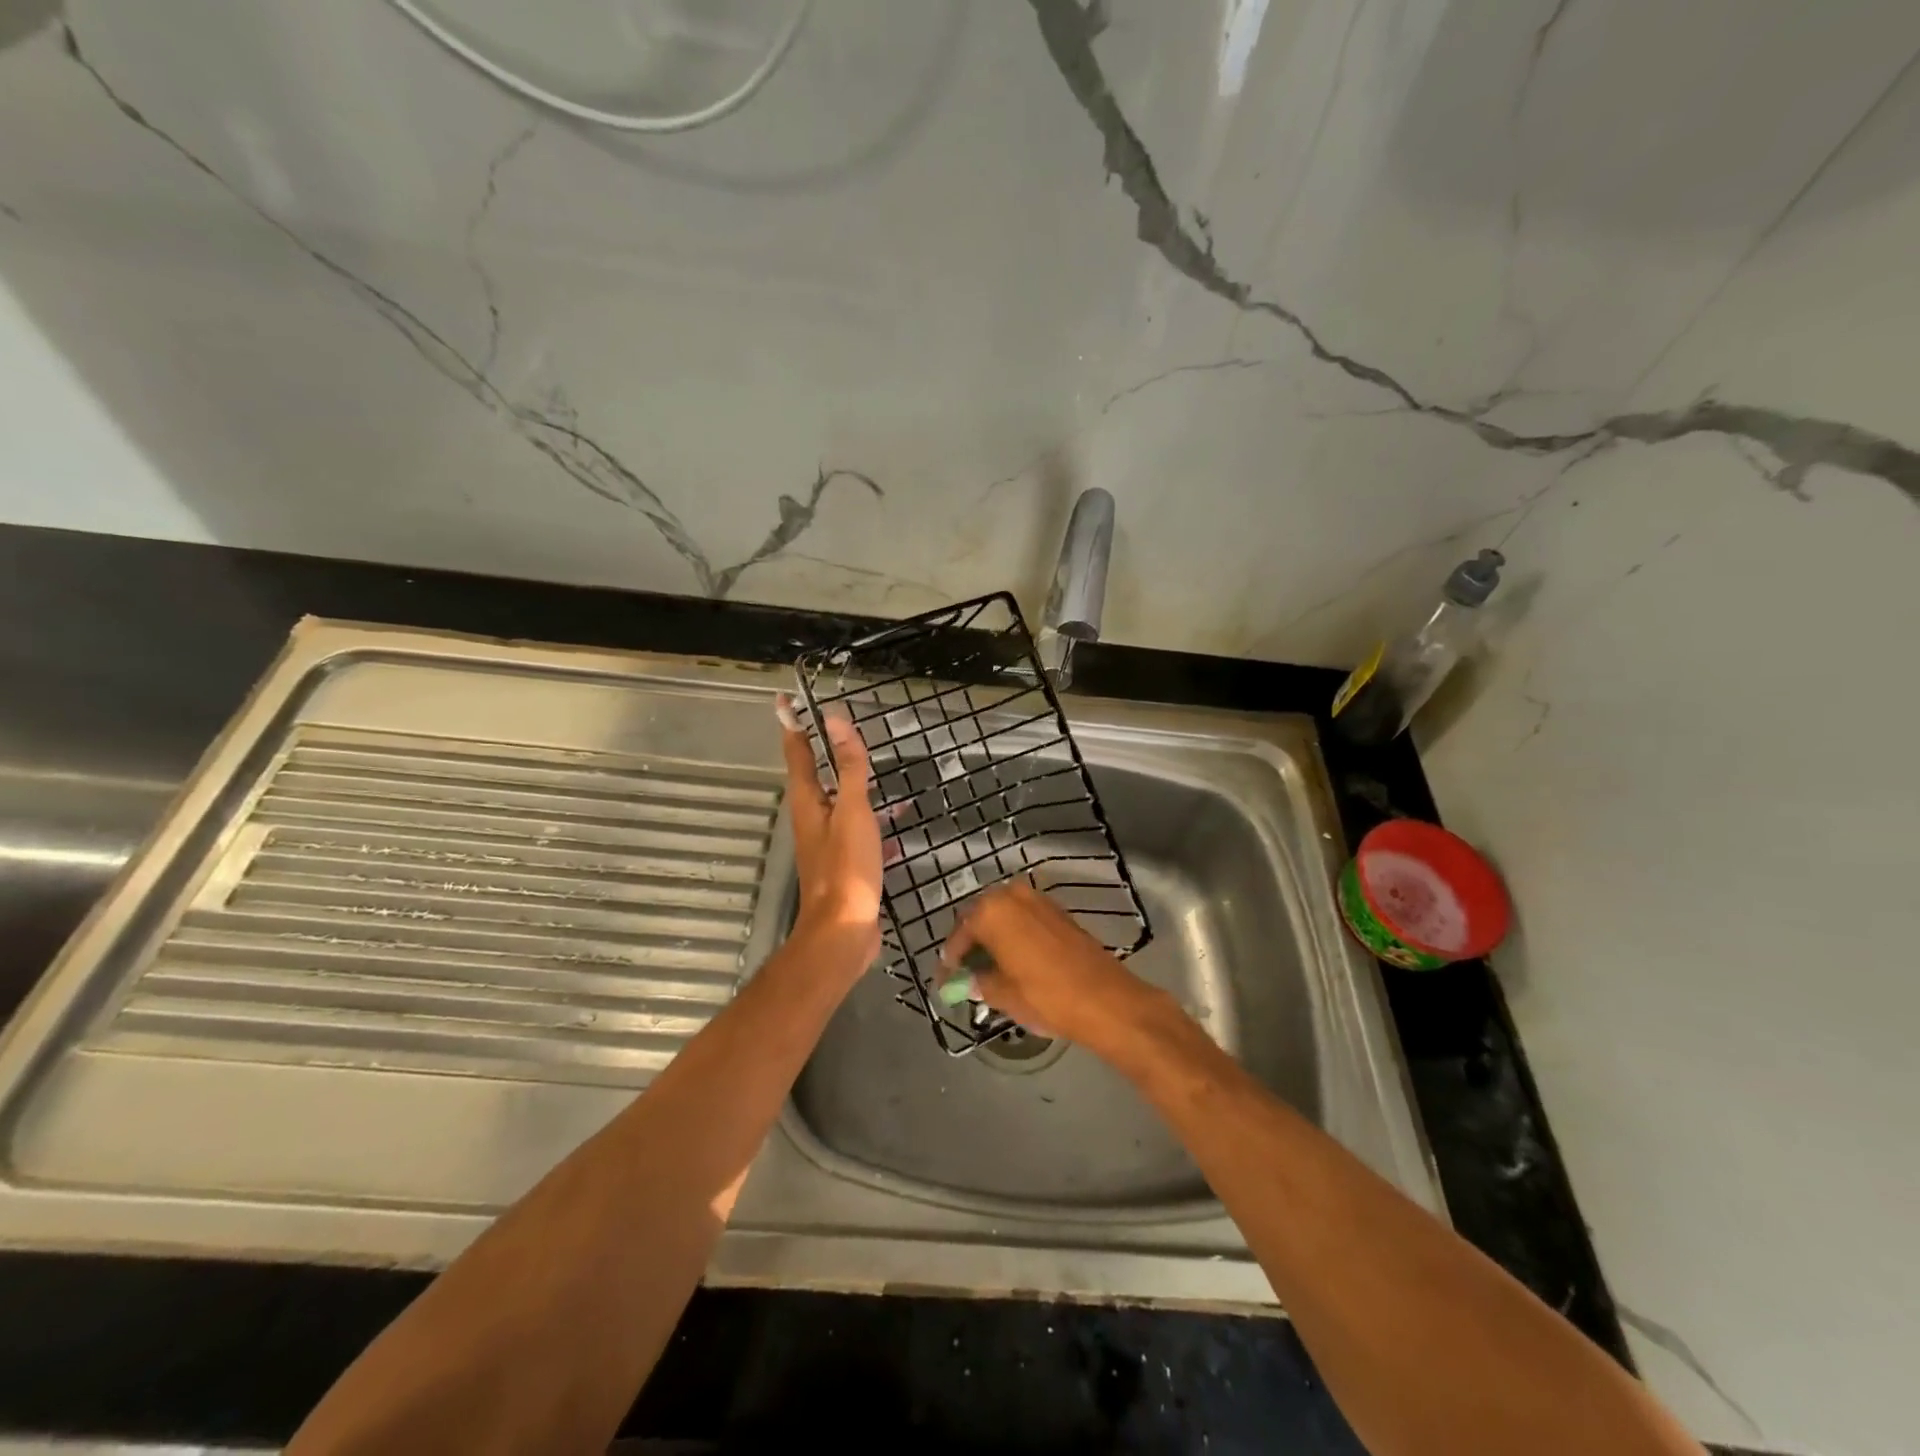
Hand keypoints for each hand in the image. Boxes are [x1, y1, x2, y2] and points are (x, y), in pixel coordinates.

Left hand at [777, 694, 882, 970]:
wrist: (844, 930)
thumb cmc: (846, 867)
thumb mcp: (851, 810)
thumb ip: (847, 767)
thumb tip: (834, 719)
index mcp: (808, 802)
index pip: (797, 753)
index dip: (792, 725)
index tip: (785, 701)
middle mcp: (812, 819)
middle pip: (815, 776)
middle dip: (824, 751)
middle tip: (840, 729)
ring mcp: (828, 843)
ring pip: (840, 804)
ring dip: (854, 786)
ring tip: (877, 773)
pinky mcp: (846, 865)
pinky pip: (860, 833)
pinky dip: (875, 824)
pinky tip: (897, 827)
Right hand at [942, 882, 1156, 1047]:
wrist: (1105, 999)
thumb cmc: (1046, 996)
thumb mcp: (1002, 994)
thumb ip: (978, 982)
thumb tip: (964, 981)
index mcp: (992, 911)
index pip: (960, 933)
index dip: (950, 960)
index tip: (945, 981)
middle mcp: (1013, 895)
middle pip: (981, 918)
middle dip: (971, 944)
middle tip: (964, 973)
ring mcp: (1039, 900)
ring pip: (1004, 917)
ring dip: (993, 939)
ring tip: (988, 969)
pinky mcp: (1059, 912)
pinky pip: (1025, 919)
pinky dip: (1014, 936)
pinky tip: (1013, 961)